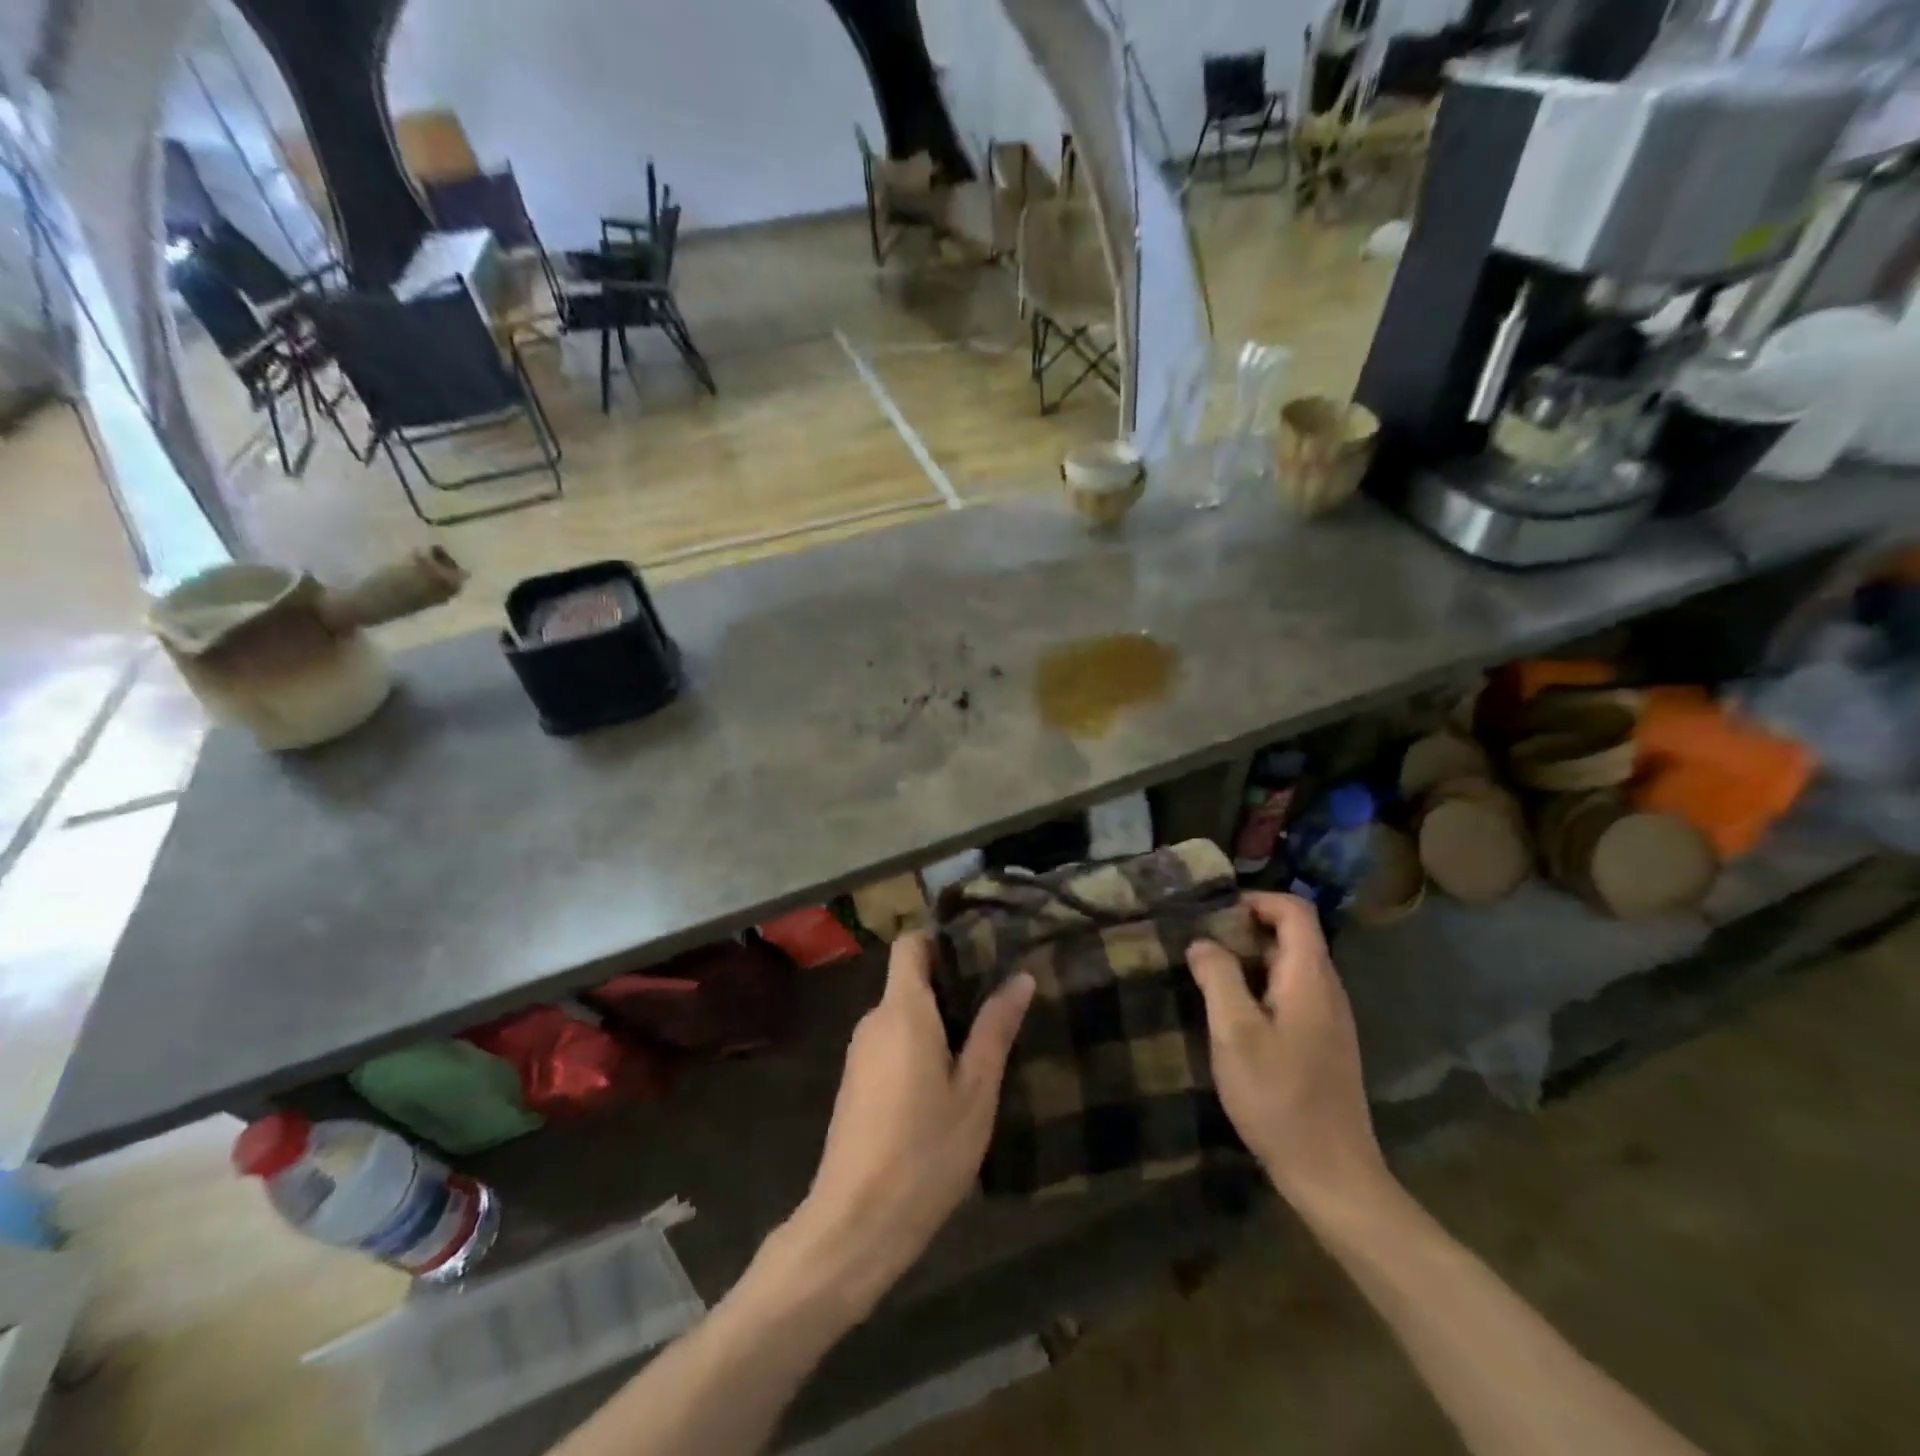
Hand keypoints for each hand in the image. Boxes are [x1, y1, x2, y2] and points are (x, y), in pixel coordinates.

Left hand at [792, 933, 1033, 1309]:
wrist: (856, 1222)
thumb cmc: (925, 1150)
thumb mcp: (975, 1090)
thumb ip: (995, 1029)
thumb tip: (1020, 976)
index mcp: (902, 1009)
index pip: (910, 944)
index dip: (941, 941)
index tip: (980, 956)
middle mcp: (873, 1020)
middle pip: (910, 982)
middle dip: (951, 989)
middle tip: (997, 1010)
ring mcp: (859, 1054)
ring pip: (902, 1017)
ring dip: (938, 1025)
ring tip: (981, 1050)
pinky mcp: (855, 1084)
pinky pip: (891, 1046)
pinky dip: (918, 1050)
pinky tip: (947, 1087)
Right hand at [1186, 892, 1390, 1218]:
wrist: (1332, 1175)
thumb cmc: (1280, 1097)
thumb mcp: (1235, 1033)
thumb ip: (1218, 978)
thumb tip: (1202, 942)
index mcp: (1310, 977)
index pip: (1294, 911)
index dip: (1256, 900)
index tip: (1214, 914)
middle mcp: (1327, 989)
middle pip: (1293, 935)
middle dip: (1245, 929)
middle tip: (1201, 945)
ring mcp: (1330, 1018)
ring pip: (1290, 965)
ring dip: (1250, 959)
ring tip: (1209, 975)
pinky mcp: (1324, 1043)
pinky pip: (1292, 994)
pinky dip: (1261, 987)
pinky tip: (1233, 1015)